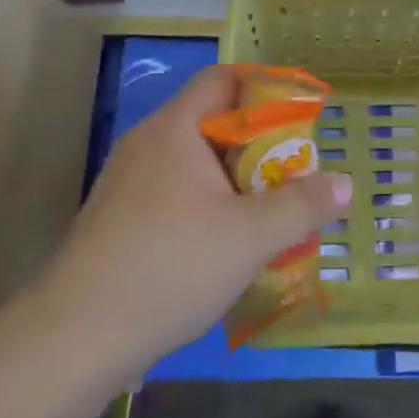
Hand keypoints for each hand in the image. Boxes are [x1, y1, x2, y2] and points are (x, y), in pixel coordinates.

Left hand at [38, 66, 351, 382]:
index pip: (221, 79)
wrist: (73, 338)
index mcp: (175, 128)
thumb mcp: (249, 237)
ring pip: (192, 163)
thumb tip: (345, 184)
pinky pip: (172, 193)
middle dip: (256, 143)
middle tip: (292, 171)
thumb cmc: (169, 267)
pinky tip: (223, 245)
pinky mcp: (116, 219)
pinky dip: (204, 204)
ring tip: (266, 210)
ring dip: (231, 180)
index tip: (298, 114)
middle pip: (210, 121)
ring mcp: (126, 182)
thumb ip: (301, 206)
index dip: (262, 87)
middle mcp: (147, 143)